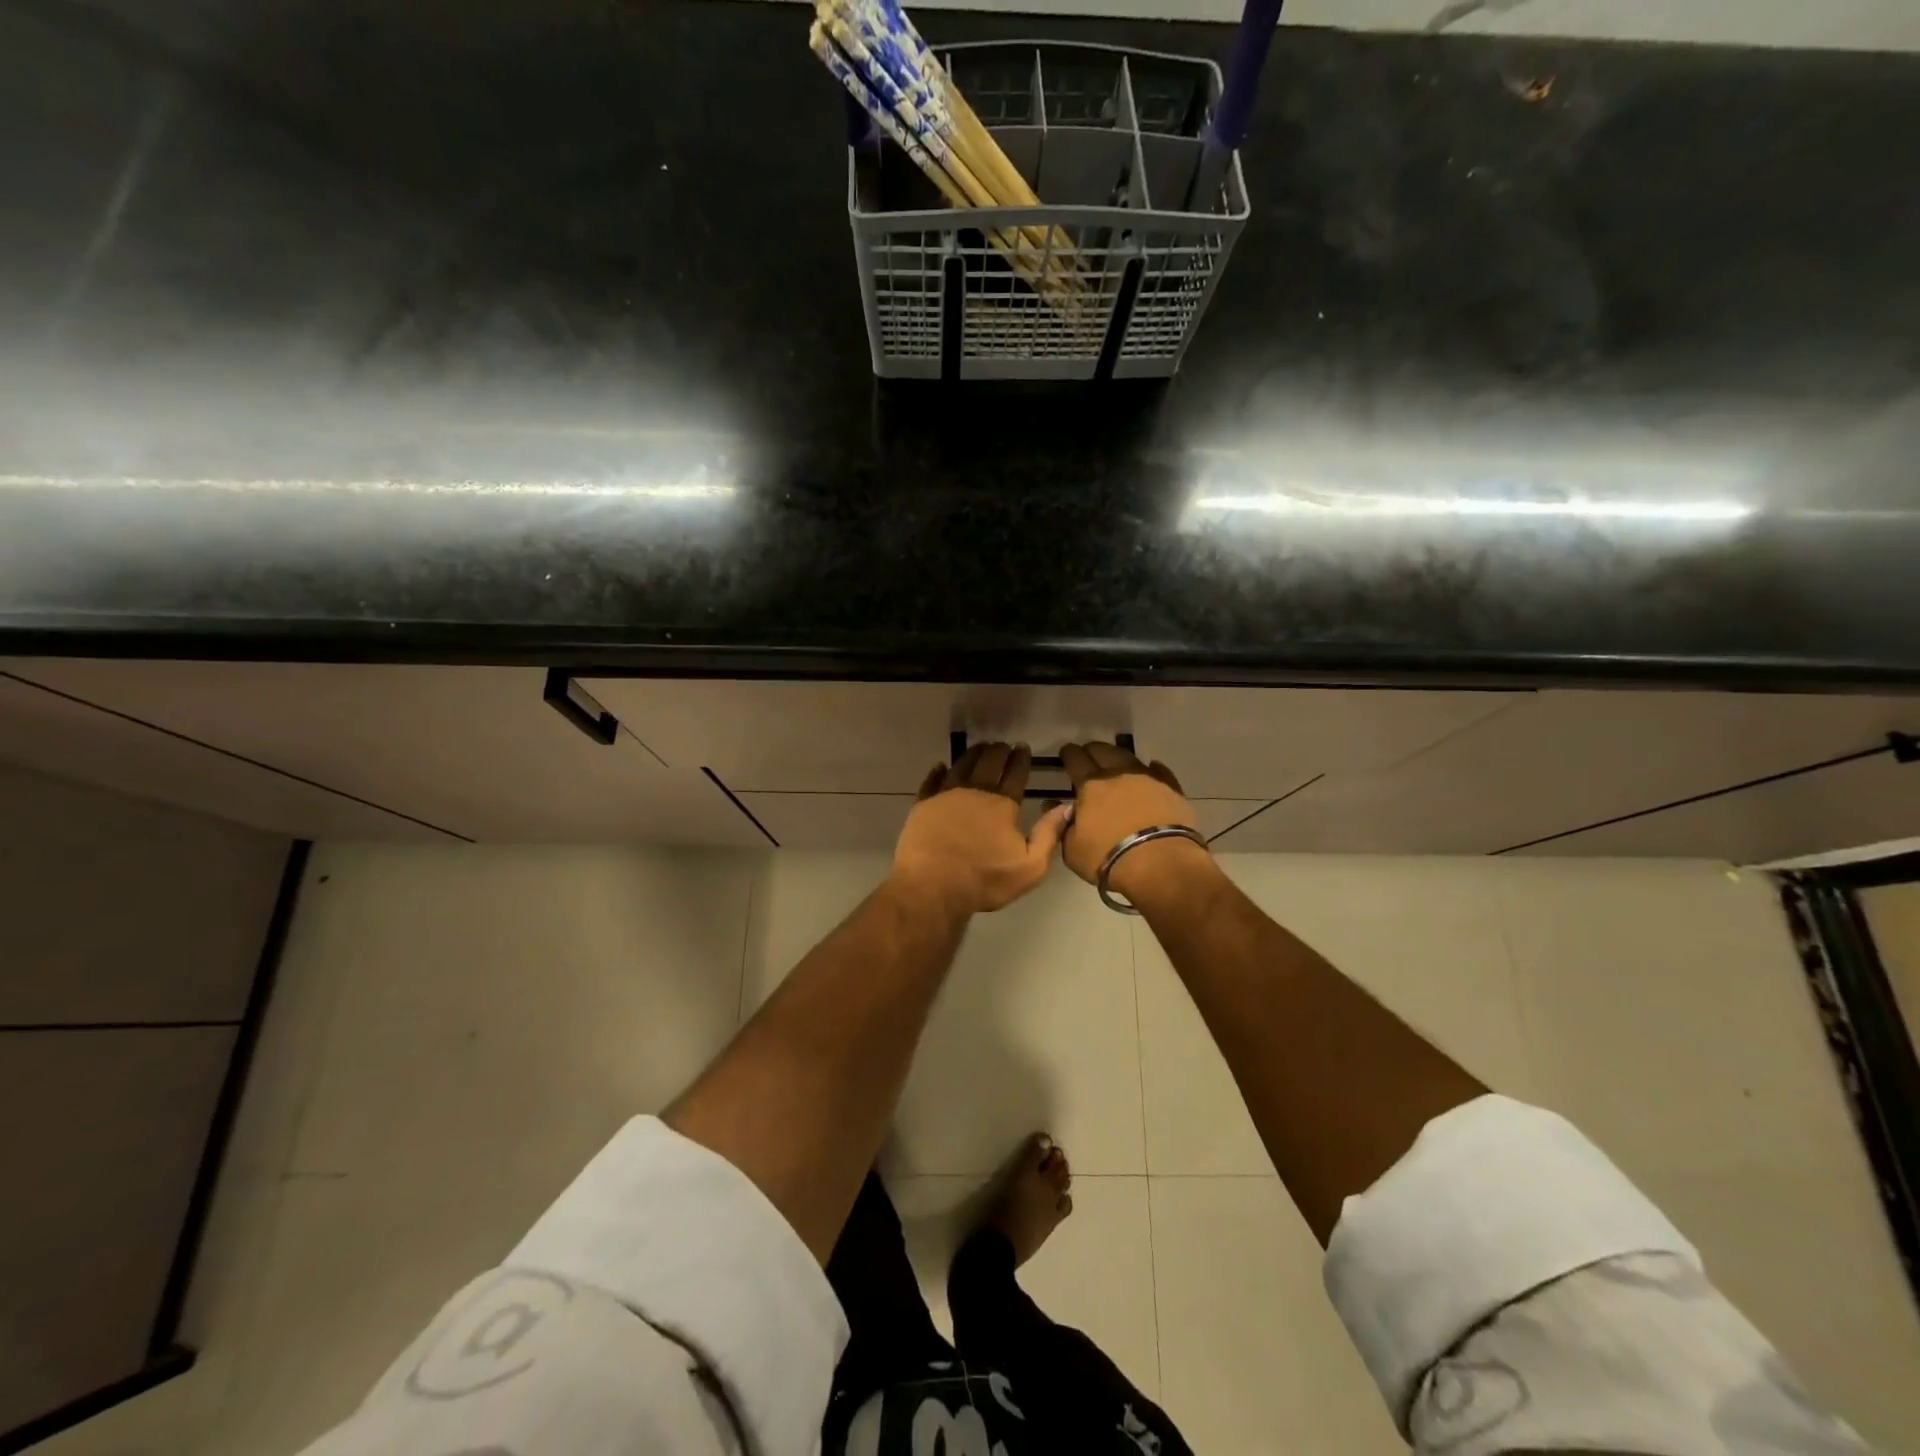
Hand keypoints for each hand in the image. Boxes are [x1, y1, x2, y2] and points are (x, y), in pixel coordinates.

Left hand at [891, 743, 1067, 917]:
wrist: (932, 886)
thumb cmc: (985, 880)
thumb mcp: (1030, 867)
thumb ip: (1049, 834)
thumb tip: (1067, 806)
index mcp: (1002, 805)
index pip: (1015, 775)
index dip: (1021, 760)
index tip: (1023, 747)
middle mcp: (975, 792)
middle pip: (989, 763)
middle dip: (999, 752)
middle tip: (1003, 745)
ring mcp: (946, 796)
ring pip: (962, 765)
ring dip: (973, 755)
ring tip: (979, 748)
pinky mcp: (924, 805)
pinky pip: (932, 781)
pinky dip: (938, 772)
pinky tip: (940, 767)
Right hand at [1059, 742, 1213, 905]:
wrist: (1161, 865)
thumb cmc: (1109, 858)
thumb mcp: (1072, 850)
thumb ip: (1062, 825)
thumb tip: (1052, 805)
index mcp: (1091, 786)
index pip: (1076, 760)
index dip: (1069, 754)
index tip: (1066, 753)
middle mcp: (1118, 774)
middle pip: (1103, 751)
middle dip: (1092, 750)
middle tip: (1088, 755)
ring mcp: (1148, 779)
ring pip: (1130, 757)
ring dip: (1119, 756)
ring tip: (1115, 761)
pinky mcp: (1172, 790)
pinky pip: (1160, 772)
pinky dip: (1152, 769)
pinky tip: (1151, 768)